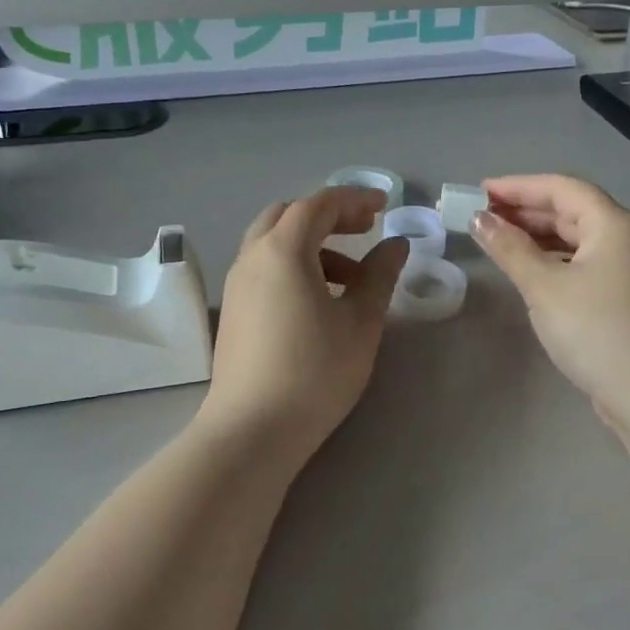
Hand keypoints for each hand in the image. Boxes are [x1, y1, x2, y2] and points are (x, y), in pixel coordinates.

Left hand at [198, 187, 407, 460]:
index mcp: (283, 250)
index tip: (384, 206)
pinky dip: (293, 265)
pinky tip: (319, 300)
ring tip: (350, 277)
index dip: (354, 199)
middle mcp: (252, 257)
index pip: (319, 204)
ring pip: (274, 242)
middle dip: (329, 216)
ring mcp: (237, 284)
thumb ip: (379, 276)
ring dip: (312, 244)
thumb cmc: (315, 372)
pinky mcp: (233, 310)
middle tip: (364, 231)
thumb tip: (395, 245)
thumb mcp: (360, 323)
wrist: (252, 430)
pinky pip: (264, 267)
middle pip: (289, 215)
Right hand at [473, 175, 629, 426]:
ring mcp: (629, 269)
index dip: (518, 186)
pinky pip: (582, 263)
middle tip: (482, 217)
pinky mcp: (625, 296)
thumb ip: (509, 248)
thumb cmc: (596, 330)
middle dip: (525, 211)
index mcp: (613, 224)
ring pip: (577, 239)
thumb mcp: (544, 286)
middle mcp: (626, 238)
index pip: (561, 188)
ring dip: (537, 236)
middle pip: (571, 211)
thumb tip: (479, 219)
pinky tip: (529, 271)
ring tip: (498, 241)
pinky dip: (552, 260)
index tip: (480, 192)